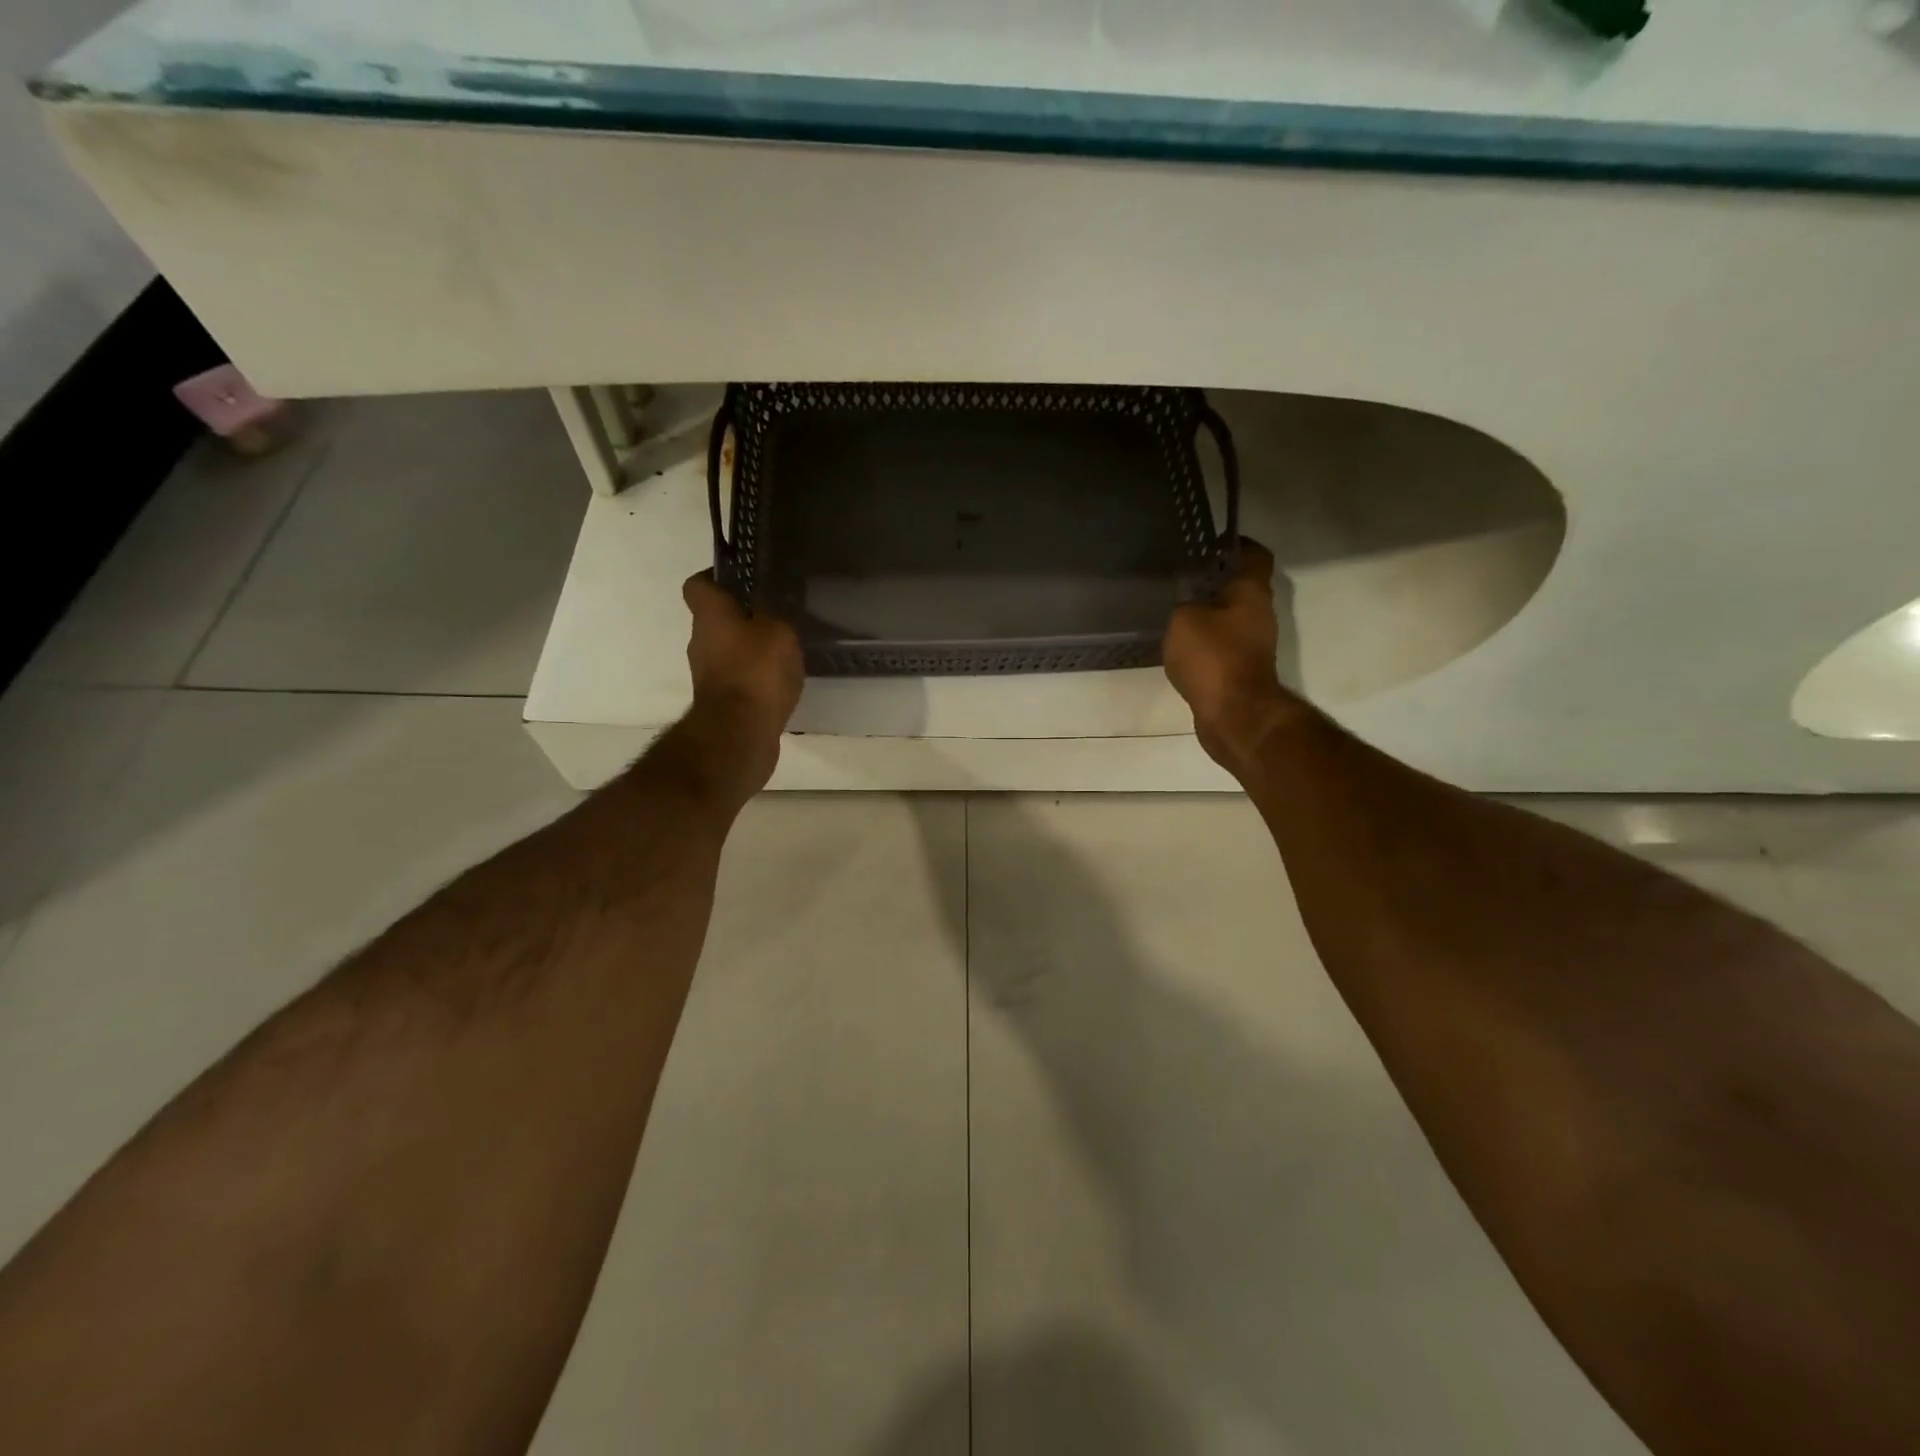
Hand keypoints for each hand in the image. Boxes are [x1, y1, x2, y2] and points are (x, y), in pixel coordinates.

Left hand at [681, 572, 804, 798]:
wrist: (739, 735)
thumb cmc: (756, 673)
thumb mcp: (778, 631)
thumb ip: (774, 614)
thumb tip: (767, 607)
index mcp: (710, 616)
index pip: (698, 584)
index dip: (717, 577)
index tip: (743, 579)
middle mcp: (700, 642)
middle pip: (716, 620)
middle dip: (742, 616)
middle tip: (776, 615)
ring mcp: (708, 675)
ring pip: (728, 651)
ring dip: (750, 650)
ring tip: (784, 651)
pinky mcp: (721, 703)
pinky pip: (739, 679)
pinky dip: (756, 678)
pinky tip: (781, 681)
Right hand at [1163, 539, 1309, 769]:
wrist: (1235, 715)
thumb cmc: (1213, 658)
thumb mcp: (1184, 620)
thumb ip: (1183, 604)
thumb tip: (1187, 604)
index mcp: (1251, 592)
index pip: (1254, 555)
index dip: (1236, 544)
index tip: (1212, 543)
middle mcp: (1259, 614)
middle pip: (1241, 588)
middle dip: (1216, 581)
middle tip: (1183, 577)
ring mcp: (1254, 645)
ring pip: (1231, 619)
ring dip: (1209, 614)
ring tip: (1176, 611)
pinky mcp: (1242, 670)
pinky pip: (1223, 646)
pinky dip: (1206, 643)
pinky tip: (1181, 646)